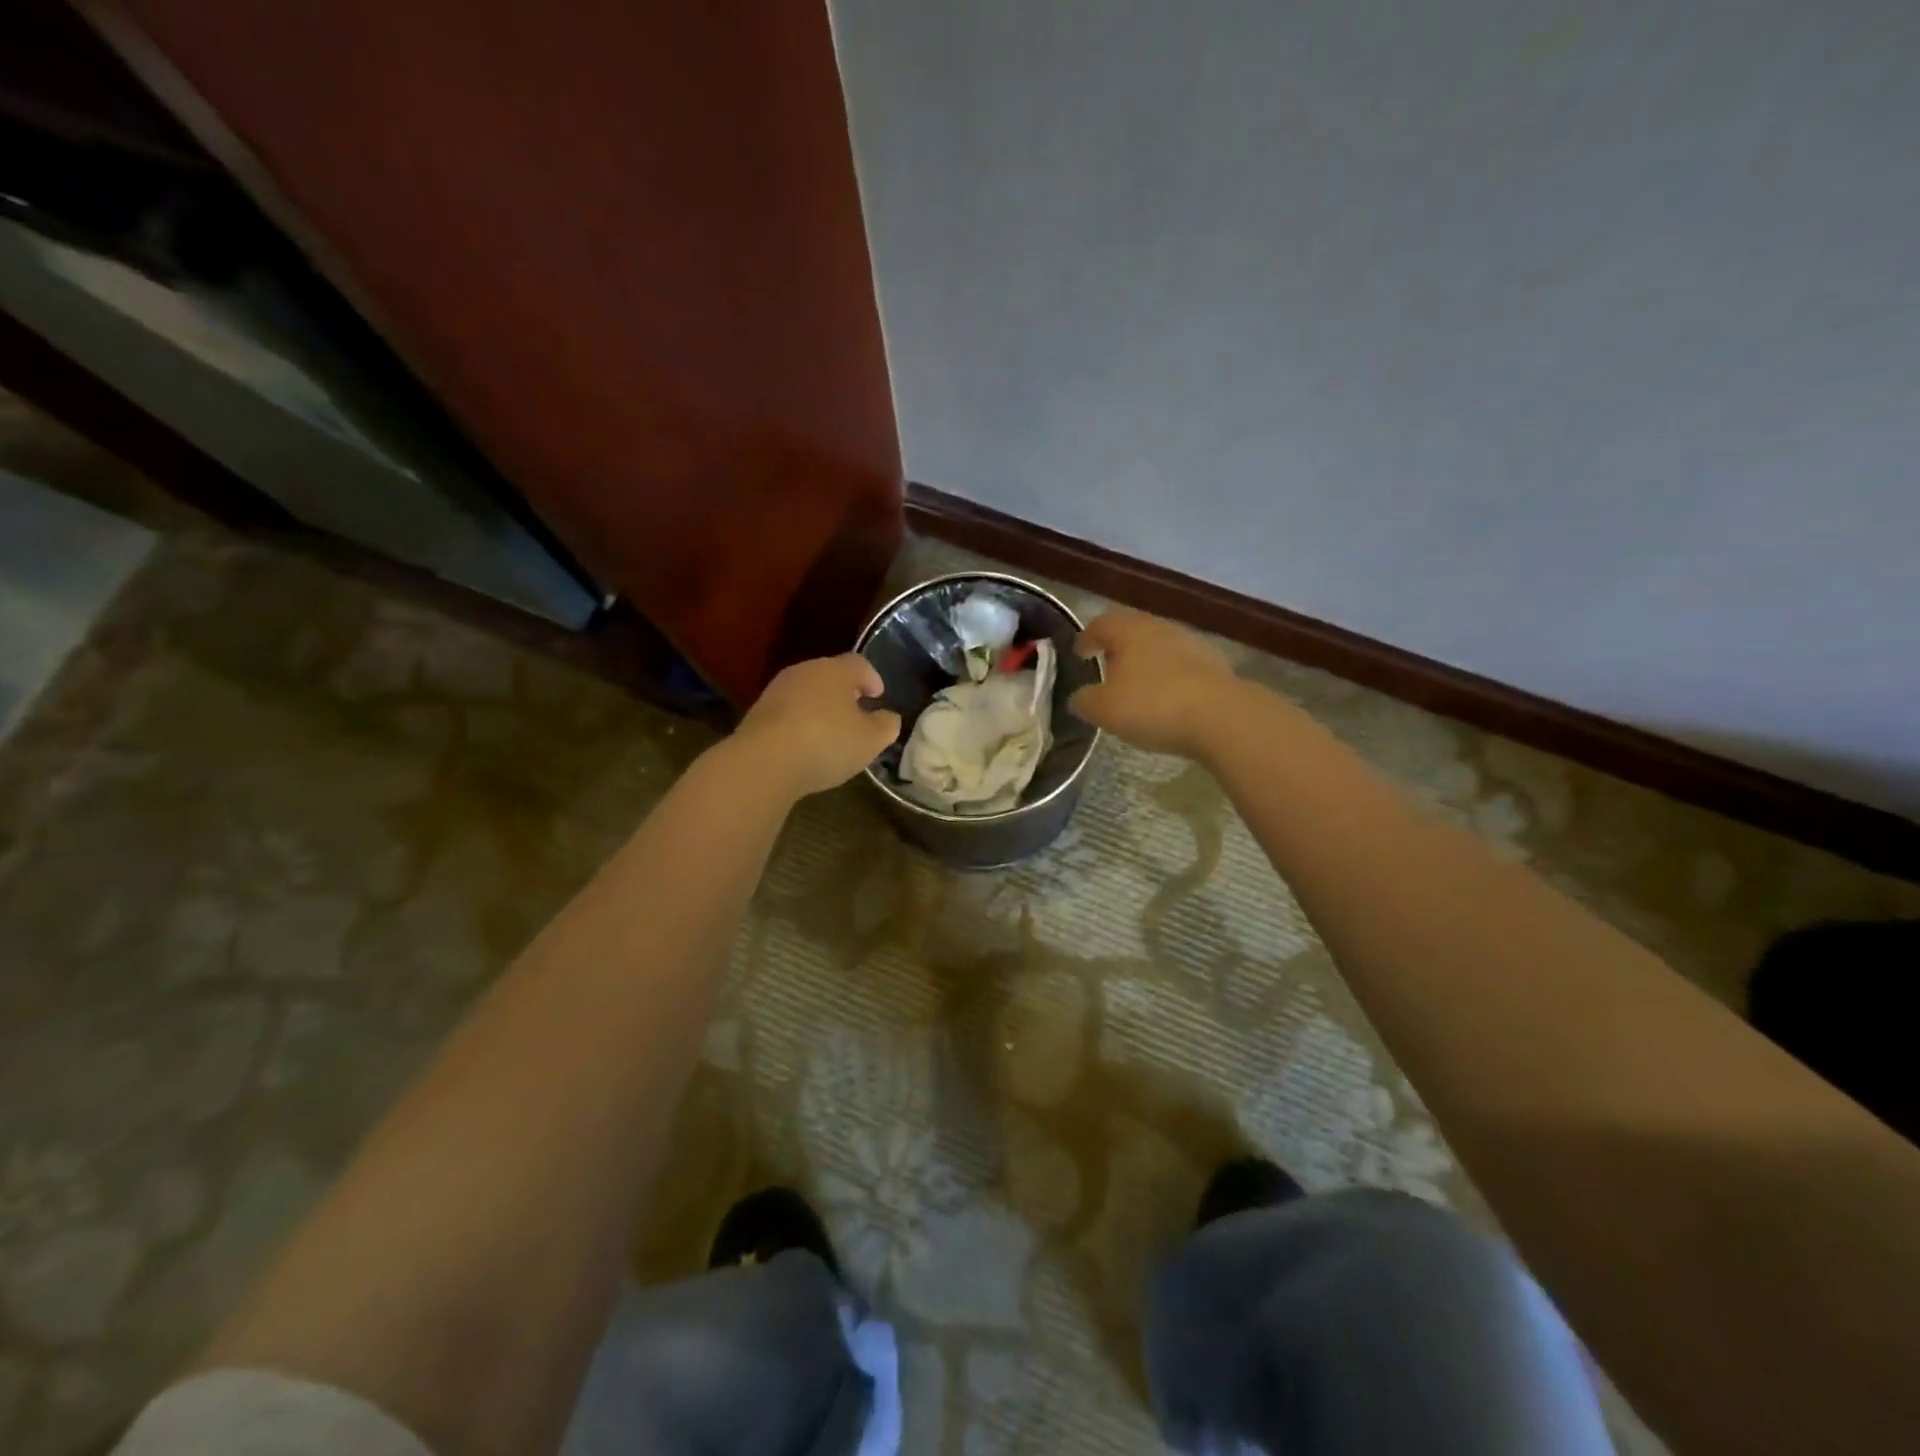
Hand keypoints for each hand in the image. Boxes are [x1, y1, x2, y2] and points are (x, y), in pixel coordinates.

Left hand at [731, 654, 901, 799]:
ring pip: (806, 692)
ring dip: (820, 707)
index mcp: (835, 670)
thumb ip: (886, 726)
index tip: (878, 695)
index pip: (859, 663)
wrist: (763, 762)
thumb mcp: (871, 740)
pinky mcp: (757, 713)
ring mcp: (777, 691)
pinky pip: (788, 712)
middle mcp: (804, 671)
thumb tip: (889, 717)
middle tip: (857, 711)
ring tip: (831, 730)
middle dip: (845, 691)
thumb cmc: (827, 743)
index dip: (872, 678)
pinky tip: (805, 744)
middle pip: (830, 674)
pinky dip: (800, 722)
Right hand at [1068, 608, 1236, 757]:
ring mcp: (1191, 644)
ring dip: (1146, 662)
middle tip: (1107, 667)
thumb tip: (1079, 698)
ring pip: (1160, 647)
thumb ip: (1084, 701)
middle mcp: (1160, 628)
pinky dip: (1170, 677)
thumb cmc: (1152, 705)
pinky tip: (1168, 699)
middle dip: (1118, 648)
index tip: (1080, 652)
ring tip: (1137, 686)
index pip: (1101, 624)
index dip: (1087, 637)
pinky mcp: (1214, 665)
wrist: (1221, 716)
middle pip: (1133, 631)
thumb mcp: (1104, 710)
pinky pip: (1182, 666)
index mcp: (1129, 631)